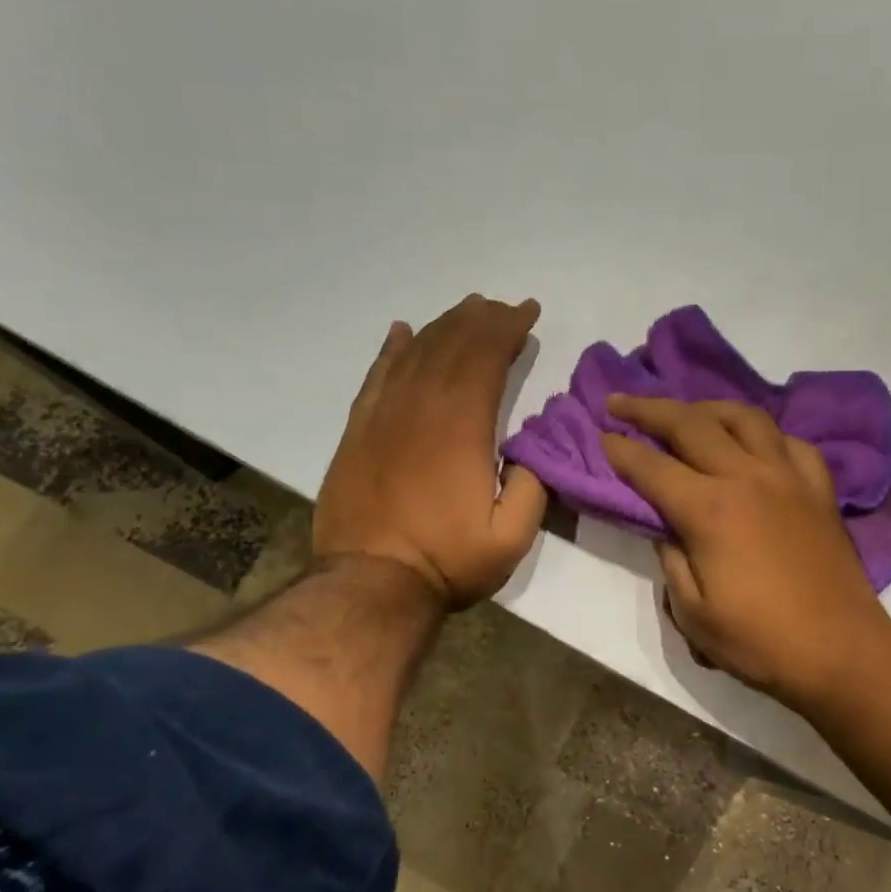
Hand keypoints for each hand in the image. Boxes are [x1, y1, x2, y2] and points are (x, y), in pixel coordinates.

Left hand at [314, 295, 547, 608]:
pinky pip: (377, 376)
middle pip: (452, 345)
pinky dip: (392, 350)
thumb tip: (531, 450)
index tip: (528, 312)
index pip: (487, 359)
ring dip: (444, 326)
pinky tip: (402, 331)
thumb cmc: (446, 561)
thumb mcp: (511, 537)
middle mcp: (421, 408)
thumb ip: (532, 487)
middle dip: (481, 319)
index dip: (508, 329)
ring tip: (466, 310)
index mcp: (462, 427)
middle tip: (502, 306)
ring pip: (416, 353)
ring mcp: (384, 416)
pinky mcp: (358, 431)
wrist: (370, 584)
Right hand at [600, 395, 890, 715]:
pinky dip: (763, 434)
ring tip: (685, 413)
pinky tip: (753, 444)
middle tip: (621, 401)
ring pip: (744, 418)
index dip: (621, 449)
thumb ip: (671, 560)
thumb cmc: (761, 642)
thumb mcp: (693, 614)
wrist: (842, 653)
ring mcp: (789, 477)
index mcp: (711, 509)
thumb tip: (666, 527)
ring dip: (706, 408)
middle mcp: (748, 477)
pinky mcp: (819, 489)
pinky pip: (790, 442)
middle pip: (692, 424)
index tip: (600, 434)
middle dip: (649, 409)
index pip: (652, 467)